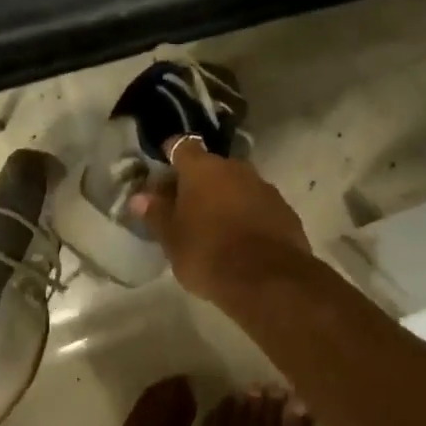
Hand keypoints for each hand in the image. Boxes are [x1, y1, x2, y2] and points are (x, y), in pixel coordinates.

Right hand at [132, 140, 312, 303]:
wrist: (268, 279)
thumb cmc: (208, 253)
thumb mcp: (172, 238)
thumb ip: (157, 214)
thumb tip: (140, 198)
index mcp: (203, 169)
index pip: (182, 146)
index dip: (171, 154)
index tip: (162, 166)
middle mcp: (235, 168)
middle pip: (211, 166)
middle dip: (199, 182)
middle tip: (185, 206)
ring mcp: (264, 187)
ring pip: (237, 185)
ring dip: (225, 198)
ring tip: (214, 225)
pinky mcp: (284, 209)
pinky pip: (258, 205)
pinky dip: (248, 214)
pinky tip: (242, 238)